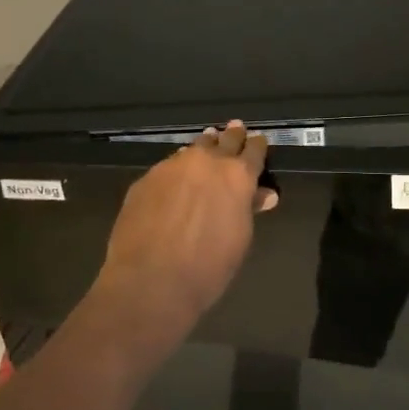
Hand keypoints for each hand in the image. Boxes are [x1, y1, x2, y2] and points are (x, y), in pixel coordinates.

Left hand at [92, 120, 272, 338]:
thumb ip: (248, 209)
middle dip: (232, 136)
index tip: (258, 141)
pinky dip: (177, 168)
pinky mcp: (145, 179)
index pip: (253, 150)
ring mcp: (172, 167)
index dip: (257, 146)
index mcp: (237, 176)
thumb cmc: (208, 267)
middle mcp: (206, 162)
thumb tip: (263, 195)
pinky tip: (176, 178)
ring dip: (203, 147)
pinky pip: (168, 167)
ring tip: (207, 143)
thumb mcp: (239, 239)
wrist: (151, 280)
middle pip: (223, 140)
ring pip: (193, 149)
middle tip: (236, 129)